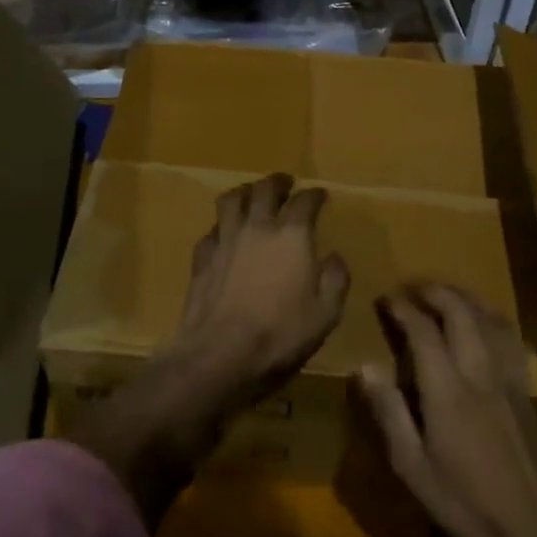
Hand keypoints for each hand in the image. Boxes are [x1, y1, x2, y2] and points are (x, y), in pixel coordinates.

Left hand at [158, 173, 350, 418]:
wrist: (220, 354)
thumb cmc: (281, 334)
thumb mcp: (326, 314)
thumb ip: (335, 280)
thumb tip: (334, 257)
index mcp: (292, 236)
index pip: (305, 202)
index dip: (315, 195)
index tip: (321, 195)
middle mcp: (257, 228)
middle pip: (265, 189)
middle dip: (278, 182)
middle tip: (285, 182)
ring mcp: (225, 240)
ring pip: (231, 200)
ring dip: (244, 192)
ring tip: (251, 194)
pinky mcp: (202, 258)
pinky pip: (212, 230)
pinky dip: (221, 227)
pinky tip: (224, 235)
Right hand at [356, 284, 536, 536]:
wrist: (532, 532)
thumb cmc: (463, 502)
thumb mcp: (412, 466)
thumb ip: (389, 412)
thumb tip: (364, 366)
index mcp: (448, 390)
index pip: (423, 330)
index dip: (403, 308)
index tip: (385, 299)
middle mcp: (480, 372)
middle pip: (460, 311)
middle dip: (434, 291)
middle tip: (411, 288)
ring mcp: (508, 379)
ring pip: (490, 317)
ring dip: (464, 296)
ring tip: (444, 292)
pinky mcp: (526, 390)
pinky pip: (509, 337)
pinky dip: (491, 316)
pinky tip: (484, 320)